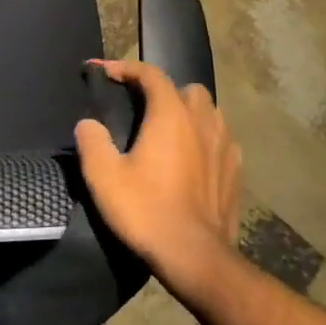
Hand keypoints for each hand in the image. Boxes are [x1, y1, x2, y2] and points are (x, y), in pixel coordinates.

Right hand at [73, 60, 239, 292]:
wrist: (195, 257)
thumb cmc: (146, 210)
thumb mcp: (104, 176)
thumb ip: (92, 141)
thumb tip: (88, 124)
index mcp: (170, 114)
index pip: (151, 74)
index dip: (127, 68)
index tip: (106, 73)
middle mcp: (203, 120)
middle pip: (186, 89)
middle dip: (165, 91)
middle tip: (143, 109)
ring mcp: (225, 145)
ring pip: (209, 113)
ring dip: (189, 114)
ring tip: (170, 133)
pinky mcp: (237, 171)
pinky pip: (222, 140)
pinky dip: (206, 140)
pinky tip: (194, 159)